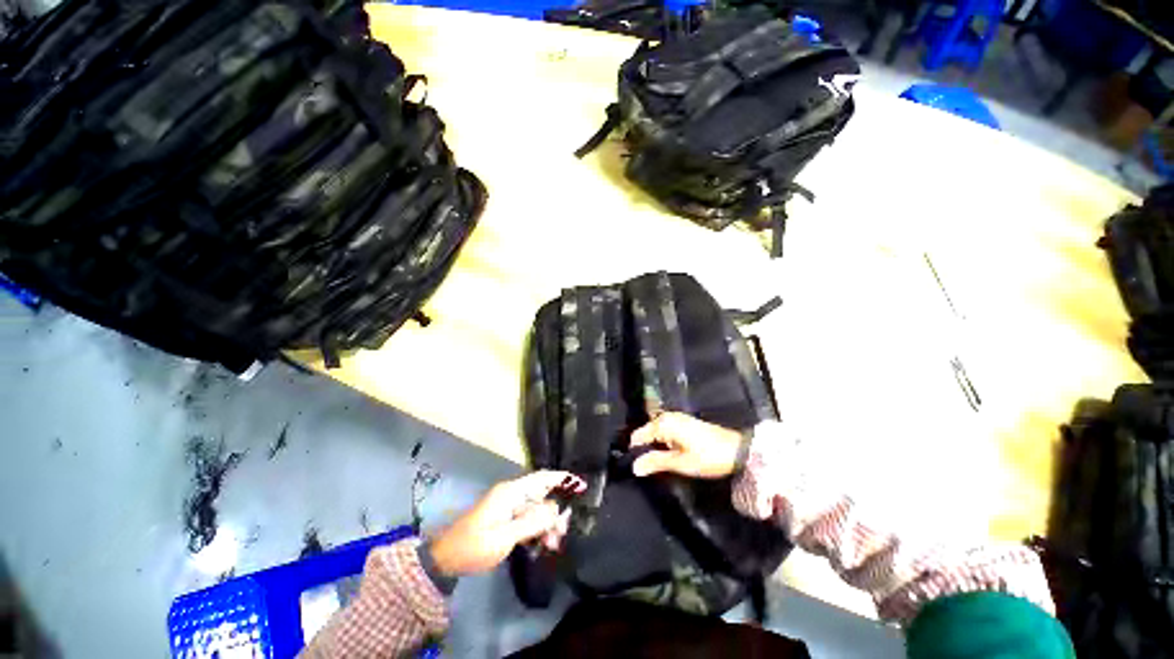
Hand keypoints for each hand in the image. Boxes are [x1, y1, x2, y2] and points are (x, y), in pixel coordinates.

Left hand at [428, 470, 583, 576]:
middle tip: (564, 531)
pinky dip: (538, 530)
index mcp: (511, 492)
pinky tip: (544, 545)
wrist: (446, 560)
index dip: (562, 479)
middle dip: (556, 511)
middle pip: (542, 495)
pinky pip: (529, 520)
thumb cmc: (474, 546)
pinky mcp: (507, 519)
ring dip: (548, 524)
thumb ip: (532, 521)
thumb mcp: (504, 536)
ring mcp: (509, 507)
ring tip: (554, 544)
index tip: (581, 486)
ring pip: (538, 509)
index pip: (541, 478)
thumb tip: (557, 508)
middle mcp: (512, 495)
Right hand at [630, 412, 745, 478]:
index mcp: (663, 423)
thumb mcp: (680, 462)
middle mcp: (667, 416)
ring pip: (655, 433)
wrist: (738, 450)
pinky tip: (669, 456)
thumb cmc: (707, 457)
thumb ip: (655, 462)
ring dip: (654, 447)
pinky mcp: (684, 423)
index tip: (636, 468)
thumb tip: (634, 467)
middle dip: (645, 449)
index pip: (638, 436)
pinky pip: (665, 432)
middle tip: (648, 469)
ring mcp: (676, 418)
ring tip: (658, 465)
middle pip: (646, 433)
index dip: (635, 452)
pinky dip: (663, 443)